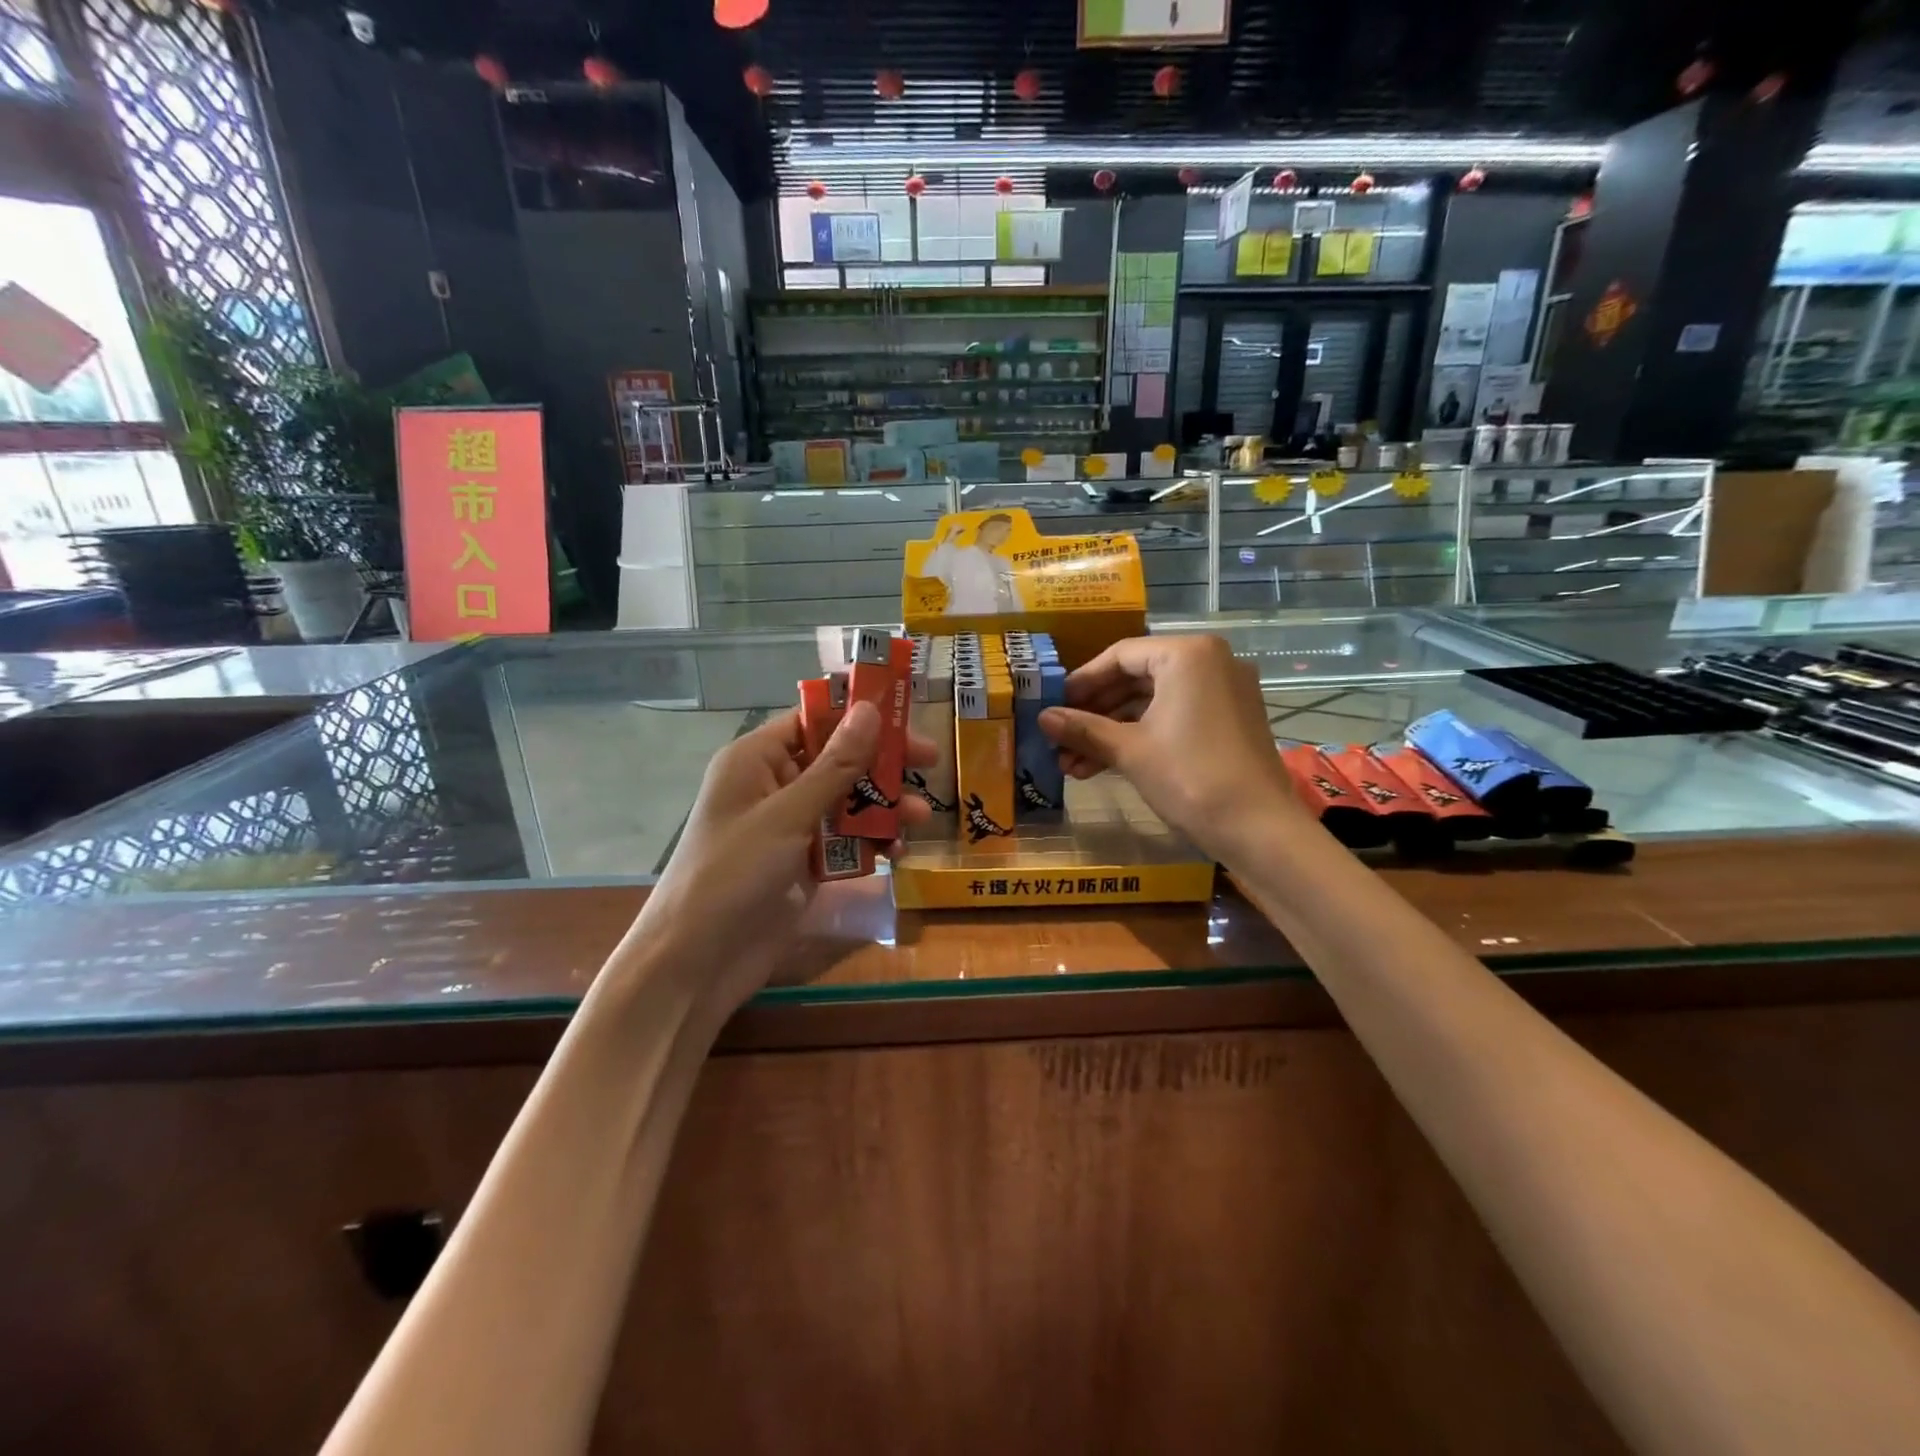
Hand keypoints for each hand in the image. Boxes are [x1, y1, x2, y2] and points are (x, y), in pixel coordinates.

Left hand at [615, 703, 935, 1018]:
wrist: (697, 963)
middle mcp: (773, 786)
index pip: (813, 721)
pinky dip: (869, 843)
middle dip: (881, 765)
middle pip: (836, 761)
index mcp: (757, 760)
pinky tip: (897, 852)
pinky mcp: (802, 864)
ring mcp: (789, 828)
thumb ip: (834, 766)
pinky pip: (843, 841)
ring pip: (846, 803)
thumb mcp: (787, 816)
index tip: (906, 719)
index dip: (859, 717)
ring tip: (921, 818)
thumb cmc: (733, 874)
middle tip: (931, 764)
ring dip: (883, 807)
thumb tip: (869, 710)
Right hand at [1039, 634, 1304, 859]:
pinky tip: (1103, 766)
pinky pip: (1174, 717)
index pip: (1120, 655)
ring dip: (1112, 731)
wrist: (1258, 829)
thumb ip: (1083, 728)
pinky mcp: (1229, 721)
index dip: (1081, 682)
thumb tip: (1042, 718)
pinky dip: (1141, 737)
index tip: (1053, 704)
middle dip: (1094, 713)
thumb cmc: (1189, 776)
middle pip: (1136, 678)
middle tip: (1060, 737)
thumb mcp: (1129, 750)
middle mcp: (1210, 662)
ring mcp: (1223, 692)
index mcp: (1187, 654)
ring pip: (1153, 703)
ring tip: (1072, 763)